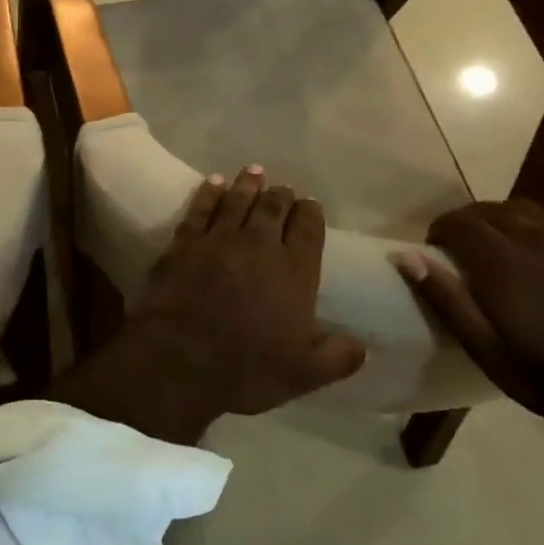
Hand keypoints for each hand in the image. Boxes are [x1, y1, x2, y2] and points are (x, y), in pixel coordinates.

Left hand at [136, 167, 366, 416]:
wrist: (180, 358)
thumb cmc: (247, 367)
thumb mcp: (305, 373)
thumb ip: (338, 357)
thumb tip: (362, 346)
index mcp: (295, 270)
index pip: (309, 228)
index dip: (311, 213)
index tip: (310, 204)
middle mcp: (260, 244)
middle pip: (273, 207)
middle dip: (281, 194)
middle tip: (283, 187)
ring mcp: (220, 238)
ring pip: (238, 200)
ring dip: (248, 184)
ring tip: (254, 171)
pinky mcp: (186, 241)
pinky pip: (201, 208)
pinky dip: (209, 193)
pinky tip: (214, 182)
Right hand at [393, 201, 543, 422]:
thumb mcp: (485, 349)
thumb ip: (446, 299)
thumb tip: (407, 256)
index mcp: (502, 261)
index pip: (459, 222)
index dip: (441, 230)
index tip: (436, 249)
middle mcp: (535, 236)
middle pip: (490, 209)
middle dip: (469, 222)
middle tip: (464, 249)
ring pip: (525, 209)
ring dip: (504, 220)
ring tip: (501, 245)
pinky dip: (539, 226)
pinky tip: (543, 250)